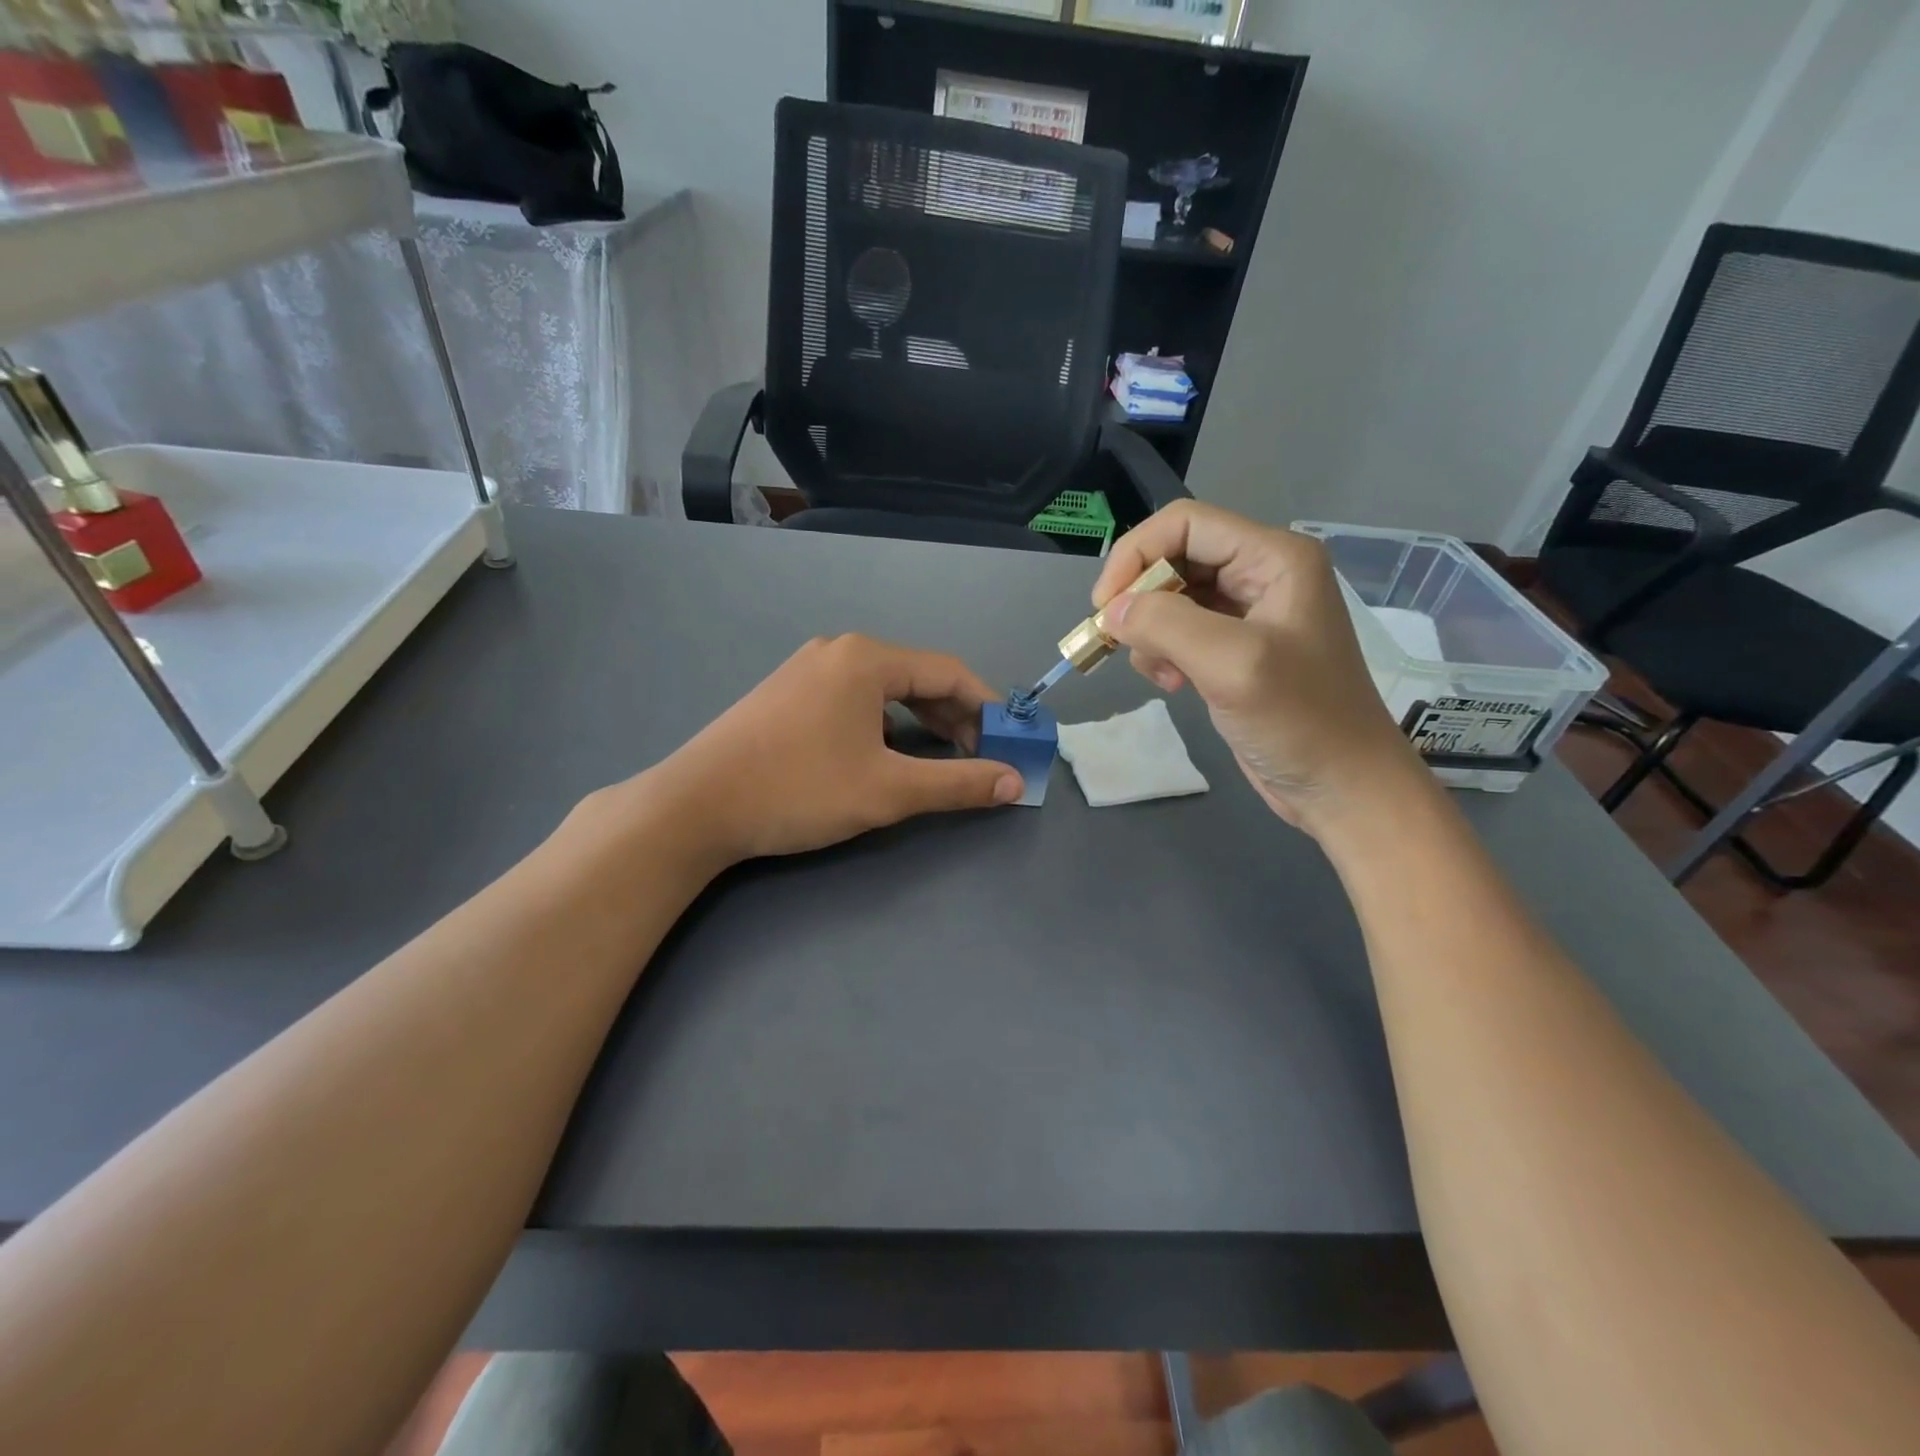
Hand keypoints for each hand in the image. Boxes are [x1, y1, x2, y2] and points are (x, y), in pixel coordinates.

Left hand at [652, 634, 1022, 864]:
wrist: (696, 805)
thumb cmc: (799, 790)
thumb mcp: (888, 790)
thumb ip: (958, 784)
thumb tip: (1016, 782)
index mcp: (867, 659)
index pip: (949, 672)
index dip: (987, 708)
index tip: (1009, 743)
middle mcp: (839, 651)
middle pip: (917, 677)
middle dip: (954, 717)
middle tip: (977, 757)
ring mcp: (807, 669)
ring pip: (884, 689)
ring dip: (920, 721)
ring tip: (940, 757)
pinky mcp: (787, 693)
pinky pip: (853, 698)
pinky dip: (883, 722)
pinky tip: (884, 753)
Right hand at [1093, 501, 1424, 831]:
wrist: (1341, 788)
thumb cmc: (1301, 722)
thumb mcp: (1233, 665)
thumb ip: (1167, 624)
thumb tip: (1112, 612)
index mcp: (1274, 558)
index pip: (1184, 524)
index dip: (1136, 555)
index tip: (1105, 608)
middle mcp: (1261, 574)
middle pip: (1174, 558)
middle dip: (1140, 598)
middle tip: (1119, 642)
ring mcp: (1248, 614)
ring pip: (1171, 598)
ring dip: (1150, 632)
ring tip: (1161, 673)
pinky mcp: (1234, 650)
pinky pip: (1179, 632)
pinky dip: (1162, 653)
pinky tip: (1174, 684)